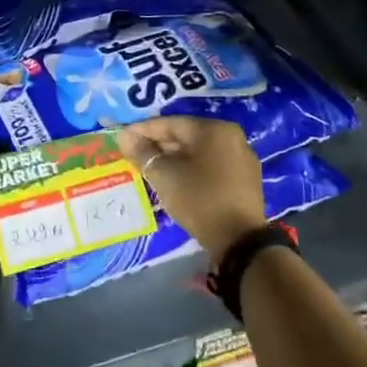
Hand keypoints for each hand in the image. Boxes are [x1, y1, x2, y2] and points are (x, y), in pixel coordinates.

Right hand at [117, 117, 263, 261]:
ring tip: (149, 167)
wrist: (240, 242)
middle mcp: (231, 137)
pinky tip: (174, 179)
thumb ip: (143, 153)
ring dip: (173, 158)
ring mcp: (241, 159)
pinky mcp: (245, 180)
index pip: (170, 123)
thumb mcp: (164, 176)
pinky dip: (190, 169)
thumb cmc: (199, 200)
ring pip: (198, 152)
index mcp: (214, 129)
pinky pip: (211, 165)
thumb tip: (124, 137)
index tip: (122, 138)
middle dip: (158, 145)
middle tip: (133, 154)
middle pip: (186, 136)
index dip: (142, 130)